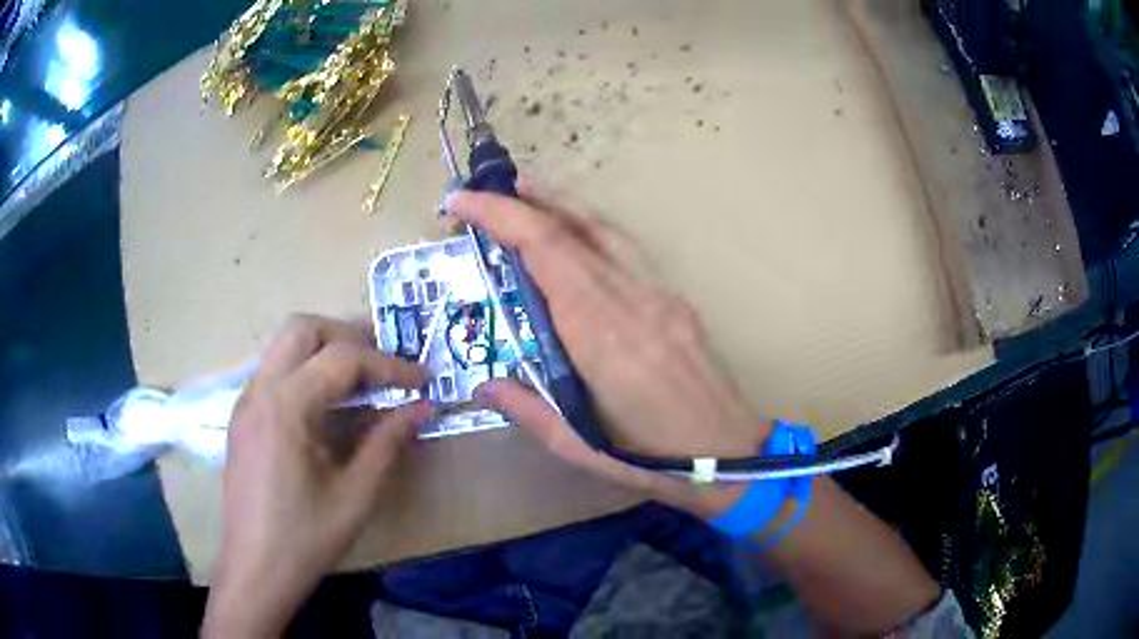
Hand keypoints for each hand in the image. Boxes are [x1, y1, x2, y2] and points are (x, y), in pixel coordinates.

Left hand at [203, 315, 428, 637]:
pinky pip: (274, 372)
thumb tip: (421, 407)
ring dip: (324, 349)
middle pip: (303, 328)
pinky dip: (305, 370)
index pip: (342, 358)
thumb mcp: (356, 494)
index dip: (389, 364)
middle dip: (348, 335)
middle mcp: (259, 390)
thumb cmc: (306, 537)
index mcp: (286, 406)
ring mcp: (245, 402)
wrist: (255, 568)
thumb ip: (388, 442)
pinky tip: (326, 406)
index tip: (423, 378)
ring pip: (284, 346)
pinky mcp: (242, 418)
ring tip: (361, 379)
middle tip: (384, 362)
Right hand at [445, 183, 770, 516]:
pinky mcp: (675, 301)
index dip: (502, 217)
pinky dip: (590, 231)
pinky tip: (575, 238)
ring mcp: (660, 296)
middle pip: (573, 231)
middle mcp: (632, 302)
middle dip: (522, 202)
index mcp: (602, 338)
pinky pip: (626, 252)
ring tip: (524, 193)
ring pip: (605, 231)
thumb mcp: (580, 449)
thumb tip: (483, 385)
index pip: (547, 253)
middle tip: (483, 193)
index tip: (462, 203)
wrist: (733, 457)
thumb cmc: (654, 462)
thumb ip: (528, 410)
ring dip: (560, 205)